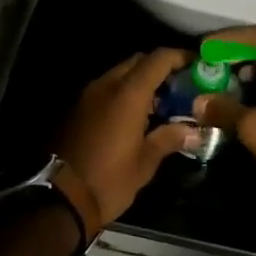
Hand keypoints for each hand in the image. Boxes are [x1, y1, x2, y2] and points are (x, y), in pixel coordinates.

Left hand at [52, 48, 196, 237]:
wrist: (59, 199)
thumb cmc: (109, 180)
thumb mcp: (145, 162)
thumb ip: (170, 138)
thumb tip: (195, 131)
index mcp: (128, 94)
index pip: (158, 59)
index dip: (179, 57)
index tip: (196, 64)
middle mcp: (106, 85)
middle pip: (138, 61)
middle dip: (160, 68)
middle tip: (179, 86)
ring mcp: (88, 95)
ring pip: (120, 73)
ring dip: (140, 81)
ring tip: (160, 104)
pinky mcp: (76, 108)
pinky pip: (106, 88)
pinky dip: (123, 92)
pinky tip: (135, 116)